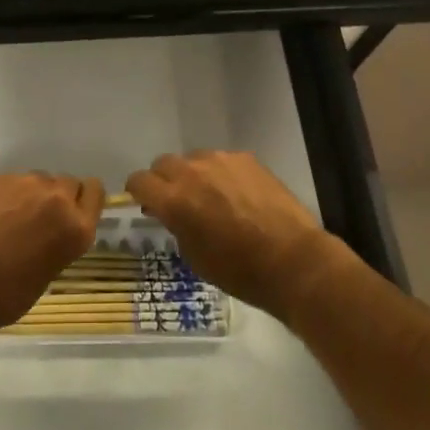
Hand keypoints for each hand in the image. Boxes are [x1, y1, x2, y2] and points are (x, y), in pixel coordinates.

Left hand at [0, 173, 103, 338]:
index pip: (96, 193)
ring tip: (12, 220)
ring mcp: (25, 184)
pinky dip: (9, 195)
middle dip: (59, 199)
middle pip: (69, 183)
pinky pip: (14, 182)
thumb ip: (60, 243)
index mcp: (76, 227)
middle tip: (40, 221)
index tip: (74, 214)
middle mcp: (56, 198)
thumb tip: (53, 232)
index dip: (85, 202)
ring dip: (34, 195)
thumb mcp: (47, 275)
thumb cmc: (4, 297)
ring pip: (40, 180)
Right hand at [126, 151, 341, 321]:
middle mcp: (192, 172)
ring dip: (193, 175)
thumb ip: (175, 225)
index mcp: (174, 200)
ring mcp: (220, 160)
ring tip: (211, 197)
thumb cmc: (239, 271)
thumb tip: (168, 211)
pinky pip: (221, 160)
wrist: (292, 261)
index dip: (138, 192)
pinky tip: (237, 194)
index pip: (139, 181)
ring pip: (193, 159)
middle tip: (177, 201)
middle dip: (164, 180)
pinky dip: (221, 174)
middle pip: (162, 163)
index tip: (146, 203)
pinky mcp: (245, 158)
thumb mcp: (194, 257)